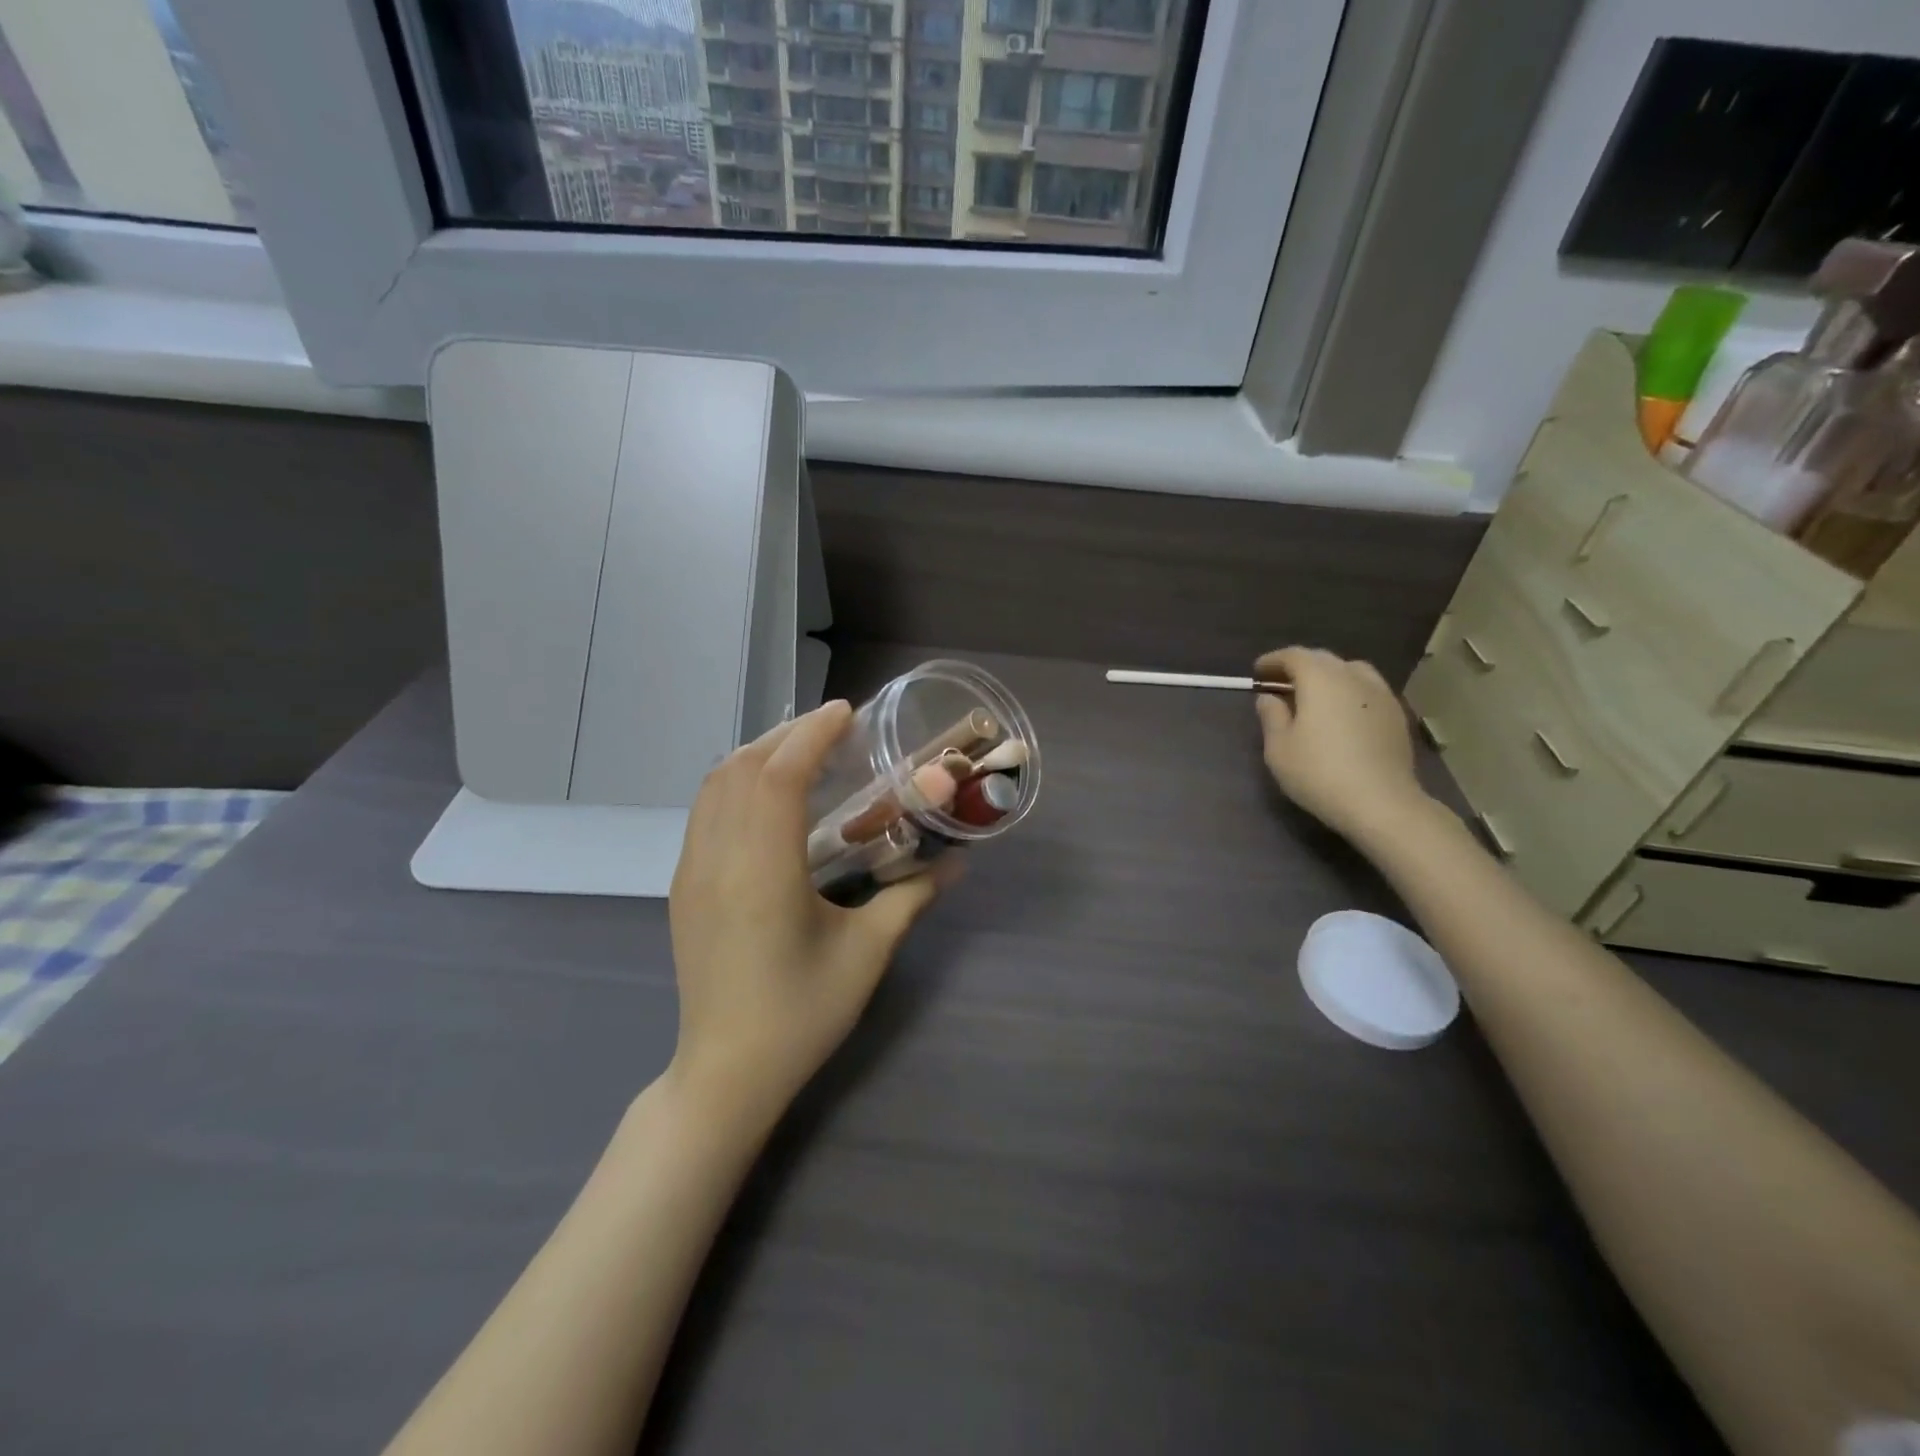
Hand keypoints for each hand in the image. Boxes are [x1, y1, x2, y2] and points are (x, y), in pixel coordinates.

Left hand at [667, 701, 950, 1130]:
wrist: (725, 1074)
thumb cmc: (801, 1014)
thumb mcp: (866, 954)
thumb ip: (912, 897)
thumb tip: (958, 863)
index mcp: (762, 872)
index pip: (778, 776)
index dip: (811, 734)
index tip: (847, 713)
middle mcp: (717, 859)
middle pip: (740, 767)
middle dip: (786, 734)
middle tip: (833, 728)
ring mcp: (690, 872)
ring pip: (714, 785)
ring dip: (757, 754)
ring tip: (802, 751)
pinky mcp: (682, 887)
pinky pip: (704, 812)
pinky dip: (735, 782)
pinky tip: (768, 798)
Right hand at [1253, 647, 1432, 846]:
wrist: (1381, 802)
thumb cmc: (1319, 773)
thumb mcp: (1279, 748)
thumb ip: (1272, 716)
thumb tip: (1269, 697)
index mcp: (1320, 679)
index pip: (1294, 656)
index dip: (1274, 660)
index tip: (1258, 671)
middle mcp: (1352, 677)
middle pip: (1323, 659)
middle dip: (1300, 666)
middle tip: (1281, 682)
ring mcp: (1380, 694)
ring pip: (1351, 671)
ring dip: (1329, 675)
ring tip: (1315, 694)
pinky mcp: (1397, 714)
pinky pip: (1368, 689)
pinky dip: (1350, 691)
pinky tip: (1343, 712)